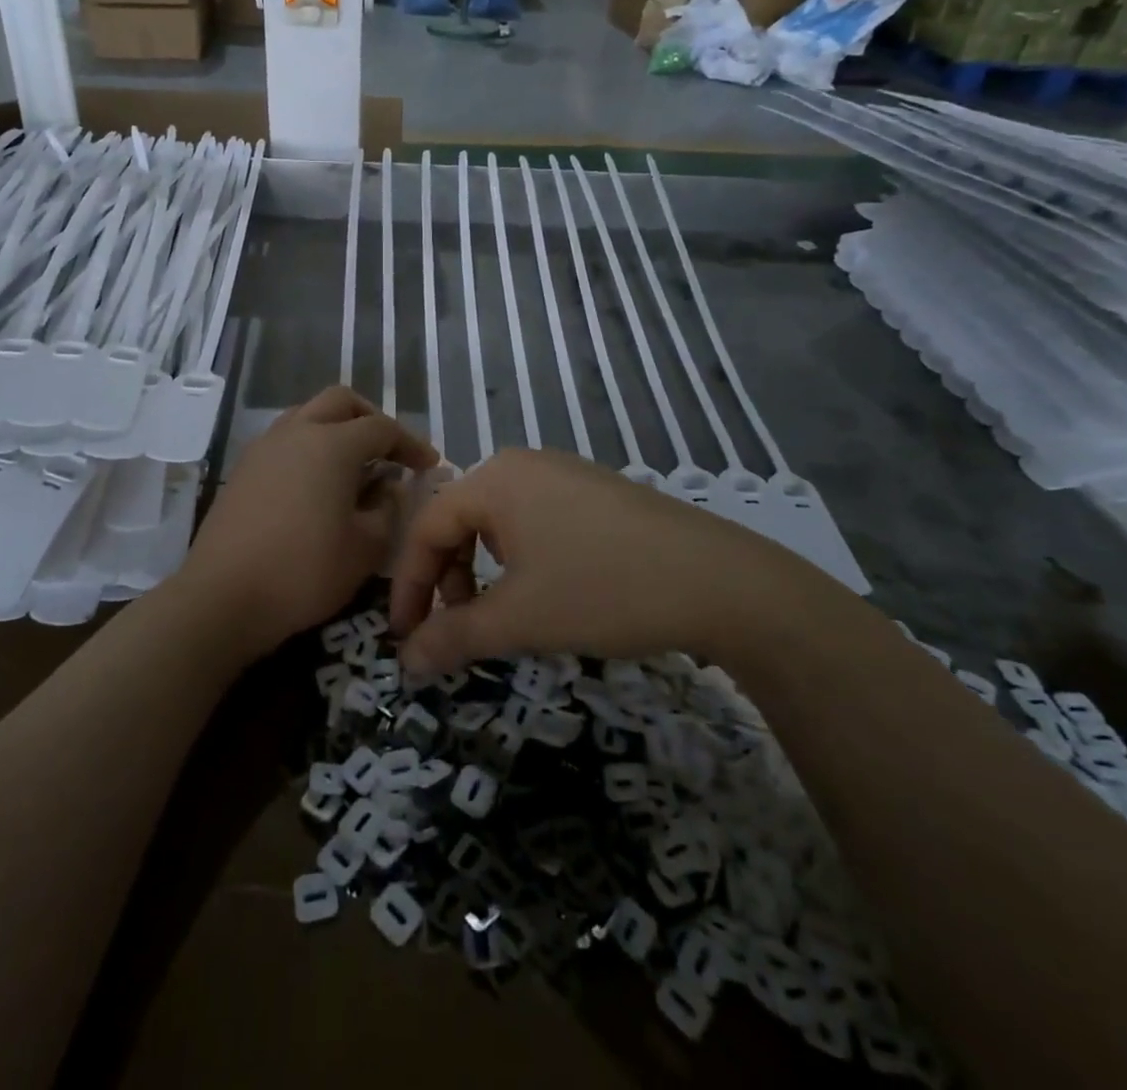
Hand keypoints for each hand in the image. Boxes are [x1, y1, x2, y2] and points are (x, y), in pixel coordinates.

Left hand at [181, 387, 437, 659]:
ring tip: (353, 465)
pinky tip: (316, 483)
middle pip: (341, 401)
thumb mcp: (365, 548)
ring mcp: (263, 447)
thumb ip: (387, 509)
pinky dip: (309, 447)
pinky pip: (285, 439)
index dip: (410, 443)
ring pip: (307, 415)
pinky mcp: (243, 469)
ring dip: (336, 428)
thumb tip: (387, 486)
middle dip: (371, 418)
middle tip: (389, 450)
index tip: (428, 464)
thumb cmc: (304, 572)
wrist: (222, 597)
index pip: (382, 428)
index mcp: (332, 444)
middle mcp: (296, 432)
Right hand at [389, 449, 832, 674]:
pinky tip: (546, 589)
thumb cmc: (603, 590)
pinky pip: (536, 520)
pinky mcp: (597, 492)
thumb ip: (454, 637)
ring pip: (498, 522)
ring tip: (501, 613)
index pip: (427, 528)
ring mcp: (565, 473)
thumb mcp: (520, 619)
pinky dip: (520, 558)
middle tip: (456, 627)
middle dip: (447, 578)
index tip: (405, 637)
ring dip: (483, 570)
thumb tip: (406, 662)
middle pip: (460, 520)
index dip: (409, 585)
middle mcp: (524, 464)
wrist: (721, 581)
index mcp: (494, 479)